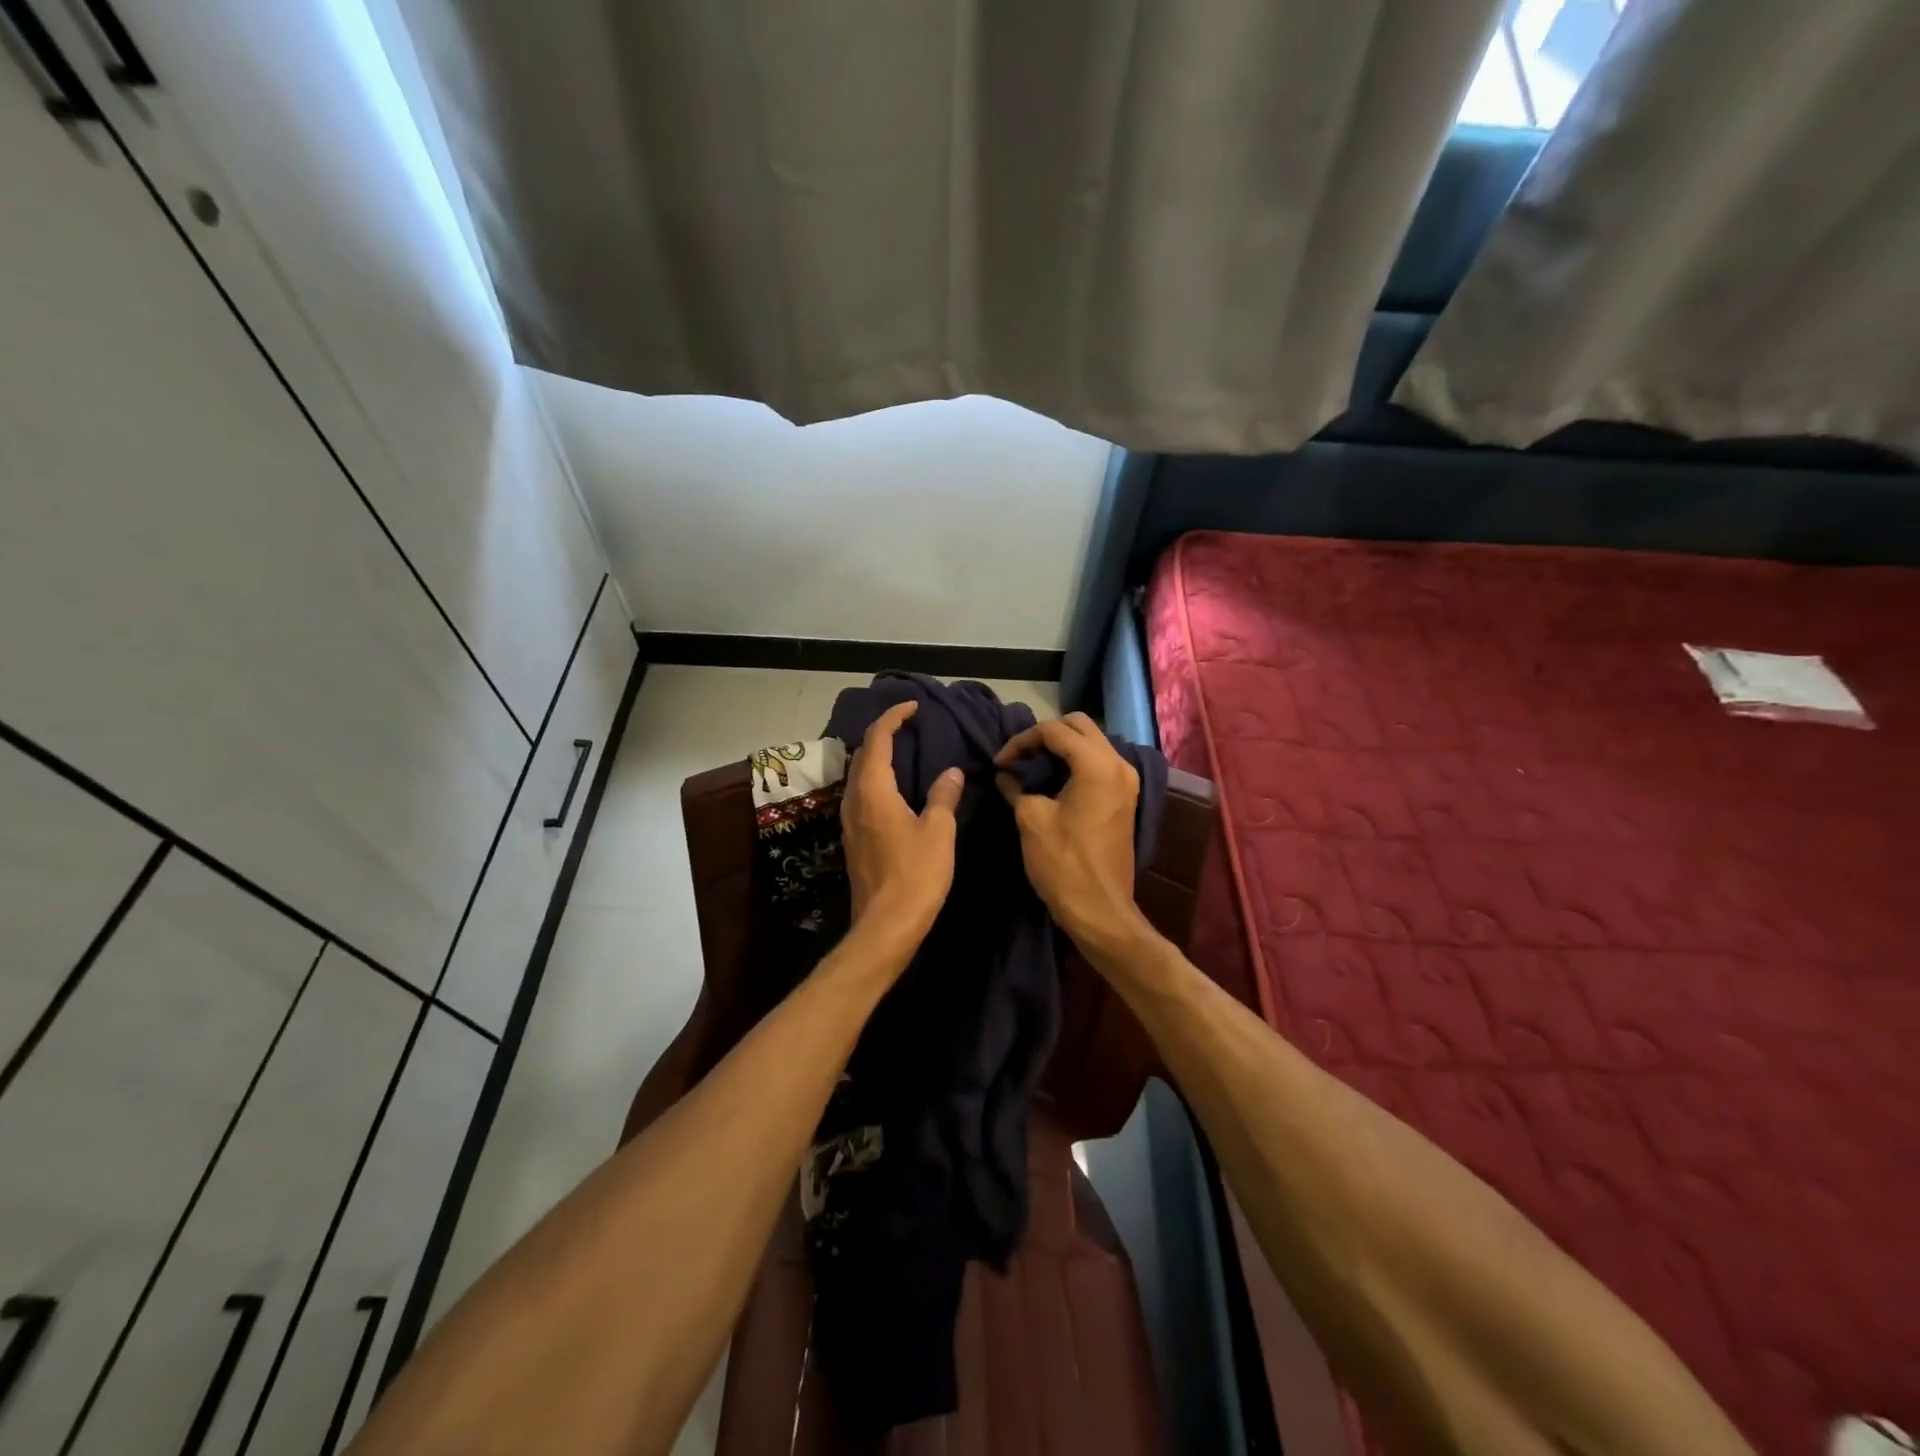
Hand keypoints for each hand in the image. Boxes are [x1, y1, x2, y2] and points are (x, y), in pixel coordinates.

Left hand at [841, 701, 963, 951]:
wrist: (886, 925)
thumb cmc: (916, 874)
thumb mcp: (938, 831)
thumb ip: (943, 796)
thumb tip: (952, 772)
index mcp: (873, 790)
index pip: (877, 739)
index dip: (893, 718)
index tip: (913, 707)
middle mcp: (854, 799)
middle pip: (862, 755)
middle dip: (883, 734)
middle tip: (910, 726)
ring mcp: (850, 820)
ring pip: (859, 776)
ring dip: (878, 758)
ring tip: (905, 752)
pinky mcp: (854, 839)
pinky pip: (862, 795)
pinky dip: (877, 780)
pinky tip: (897, 789)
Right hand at [995, 713, 1148, 955]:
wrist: (1099, 908)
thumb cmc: (1063, 863)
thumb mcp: (1031, 819)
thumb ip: (1016, 788)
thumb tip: (1006, 775)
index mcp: (1096, 764)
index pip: (1055, 731)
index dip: (1021, 741)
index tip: (1000, 763)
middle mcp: (1118, 764)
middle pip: (1080, 726)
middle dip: (1046, 735)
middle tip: (1018, 756)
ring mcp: (1126, 781)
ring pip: (1092, 743)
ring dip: (1062, 747)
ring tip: (1032, 766)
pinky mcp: (1125, 798)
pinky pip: (1099, 763)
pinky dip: (1076, 762)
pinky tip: (1053, 780)